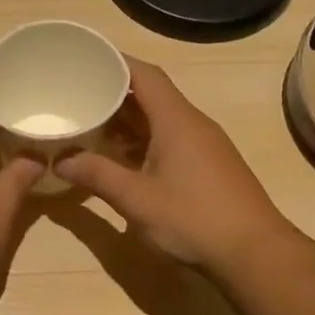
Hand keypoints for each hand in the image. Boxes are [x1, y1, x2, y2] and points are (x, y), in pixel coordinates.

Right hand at [55, 59, 292, 272]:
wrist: (254, 253)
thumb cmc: (193, 218)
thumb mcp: (136, 198)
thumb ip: (97, 175)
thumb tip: (60, 160)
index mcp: (176, 120)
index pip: (144, 74)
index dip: (114, 63)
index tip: (85, 61)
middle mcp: (193, 124)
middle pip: (151, 95)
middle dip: (114, 95)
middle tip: (78, 98)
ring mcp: (205, 145)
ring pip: (161, 120)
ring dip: (128, 122)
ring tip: (92, 129)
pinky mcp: (209, 166)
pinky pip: (171, 140)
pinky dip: (144, 142)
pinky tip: (123, 161)